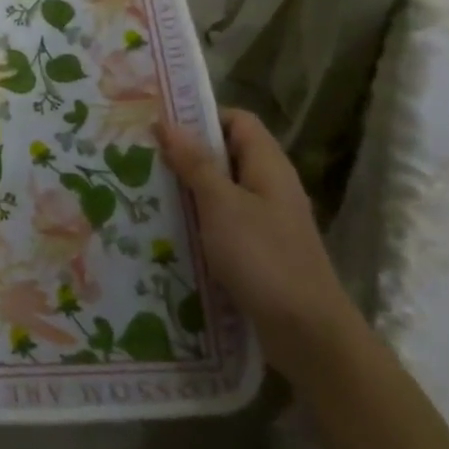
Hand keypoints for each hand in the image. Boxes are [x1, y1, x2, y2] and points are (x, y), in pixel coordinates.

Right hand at [156, 109, 363, 384]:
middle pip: (227, 154)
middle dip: (186, 153)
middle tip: (142, 156)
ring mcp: (266, 220)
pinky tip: (168, 229)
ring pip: (222, 190)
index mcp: (268, 166)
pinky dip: (198, 219)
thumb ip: (196, 163)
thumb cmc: (263, 258)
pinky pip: (223, 221)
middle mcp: (270, 186)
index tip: (161, 124)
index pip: (238, 121)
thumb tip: (169, 123)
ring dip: (188, 189)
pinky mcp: (259, 250)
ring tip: (145, 190)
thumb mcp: (222, 205)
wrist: (307, 332)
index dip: (202, 116)